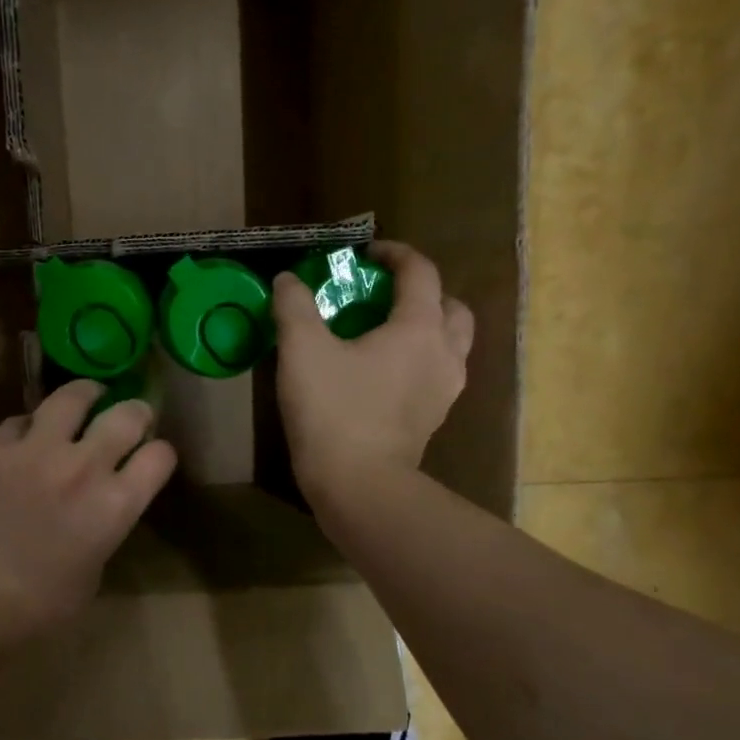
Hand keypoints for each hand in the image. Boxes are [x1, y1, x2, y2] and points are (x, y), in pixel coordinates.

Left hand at [0, 380, 177, 647]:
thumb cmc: (40, 606)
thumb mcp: (94, 569)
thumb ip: (106, 526)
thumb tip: (100, 504)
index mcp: (115, 505)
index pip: (160, 456)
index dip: (160, 454)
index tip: (153, 457)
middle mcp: (83, 467)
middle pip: (126, 415)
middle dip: (136, 413)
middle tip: (129, 417)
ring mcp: (35, 452)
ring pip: (71, 396)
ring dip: (86, 396)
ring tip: (86, 399)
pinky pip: (20, 421)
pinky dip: (29, 427)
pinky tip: (26, 440)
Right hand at [272, 240, 473, 496]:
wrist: (358, 486)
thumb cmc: (334, 411)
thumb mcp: (301, 350)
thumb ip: (294, 307)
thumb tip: (287, 281)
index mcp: (419, 328)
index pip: (420, 272)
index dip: (395, 254)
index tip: (366, 254)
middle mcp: (443, 354)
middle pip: (451, 307)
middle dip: (423, 293)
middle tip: (386, 297)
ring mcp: (443, 391)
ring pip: (450, 344)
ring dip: (427, 329)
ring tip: (387, 335)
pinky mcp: (432, 421)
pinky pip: (436, 376)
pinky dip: (419, 362)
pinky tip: (384, 375)